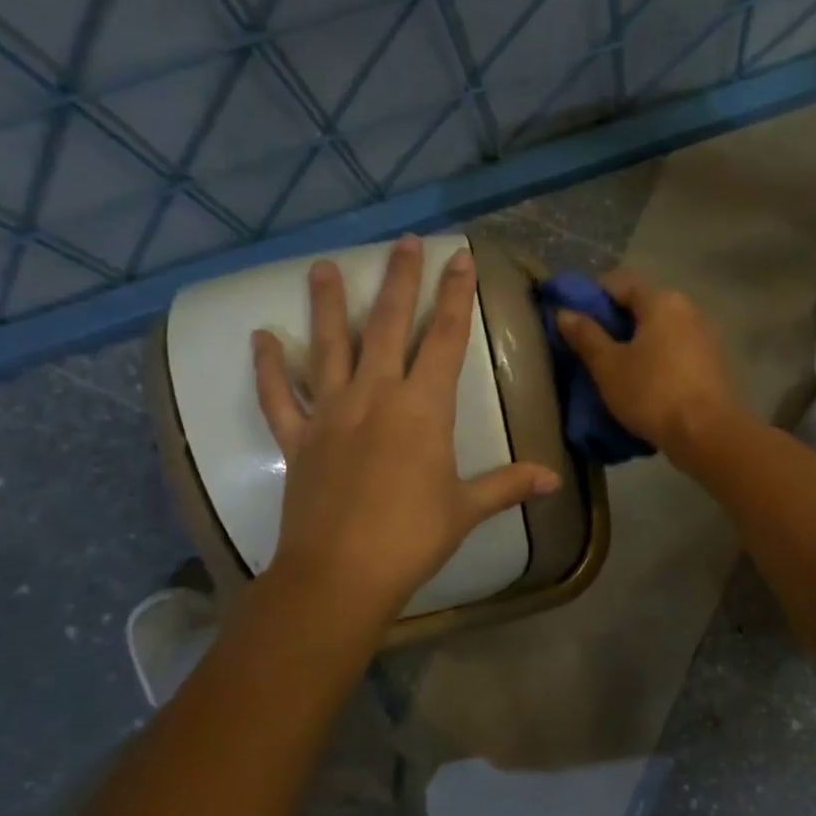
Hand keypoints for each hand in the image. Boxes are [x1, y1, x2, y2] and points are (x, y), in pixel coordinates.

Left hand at [253, 236, 560, 614]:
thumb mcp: (467, 508)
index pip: (447, 340)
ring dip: (328, 305)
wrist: (341, 573)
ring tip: (323, 266)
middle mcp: (376, 396)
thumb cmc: (412, 537)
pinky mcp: (298, 438)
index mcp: (423, 409)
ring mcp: (331, 413)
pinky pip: (278, 396)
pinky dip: (269, 367)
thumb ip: (507, 484)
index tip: (460, 260)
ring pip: (329, 346)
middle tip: (404, 242)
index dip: (457, 297)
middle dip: (401, 281)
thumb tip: (552, 479)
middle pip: (390, 326)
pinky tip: (262, 337)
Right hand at [554, 270, 744, 463]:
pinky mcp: (712, 366)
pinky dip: (655, 364)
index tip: (573, 322)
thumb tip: (565, 312)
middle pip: (641, 309)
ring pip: (659, 334)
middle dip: (613, 326)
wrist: (707, 434)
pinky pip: (674, 355)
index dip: (592, 298)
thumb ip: (586, 336)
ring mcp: (704, 338)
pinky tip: (641, 387)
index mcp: (662, 301)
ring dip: (635, 348)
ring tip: (612, 373)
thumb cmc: (652, 393)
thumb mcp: (608, 366)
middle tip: (588, 351)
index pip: (620, 283)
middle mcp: (688, 310)